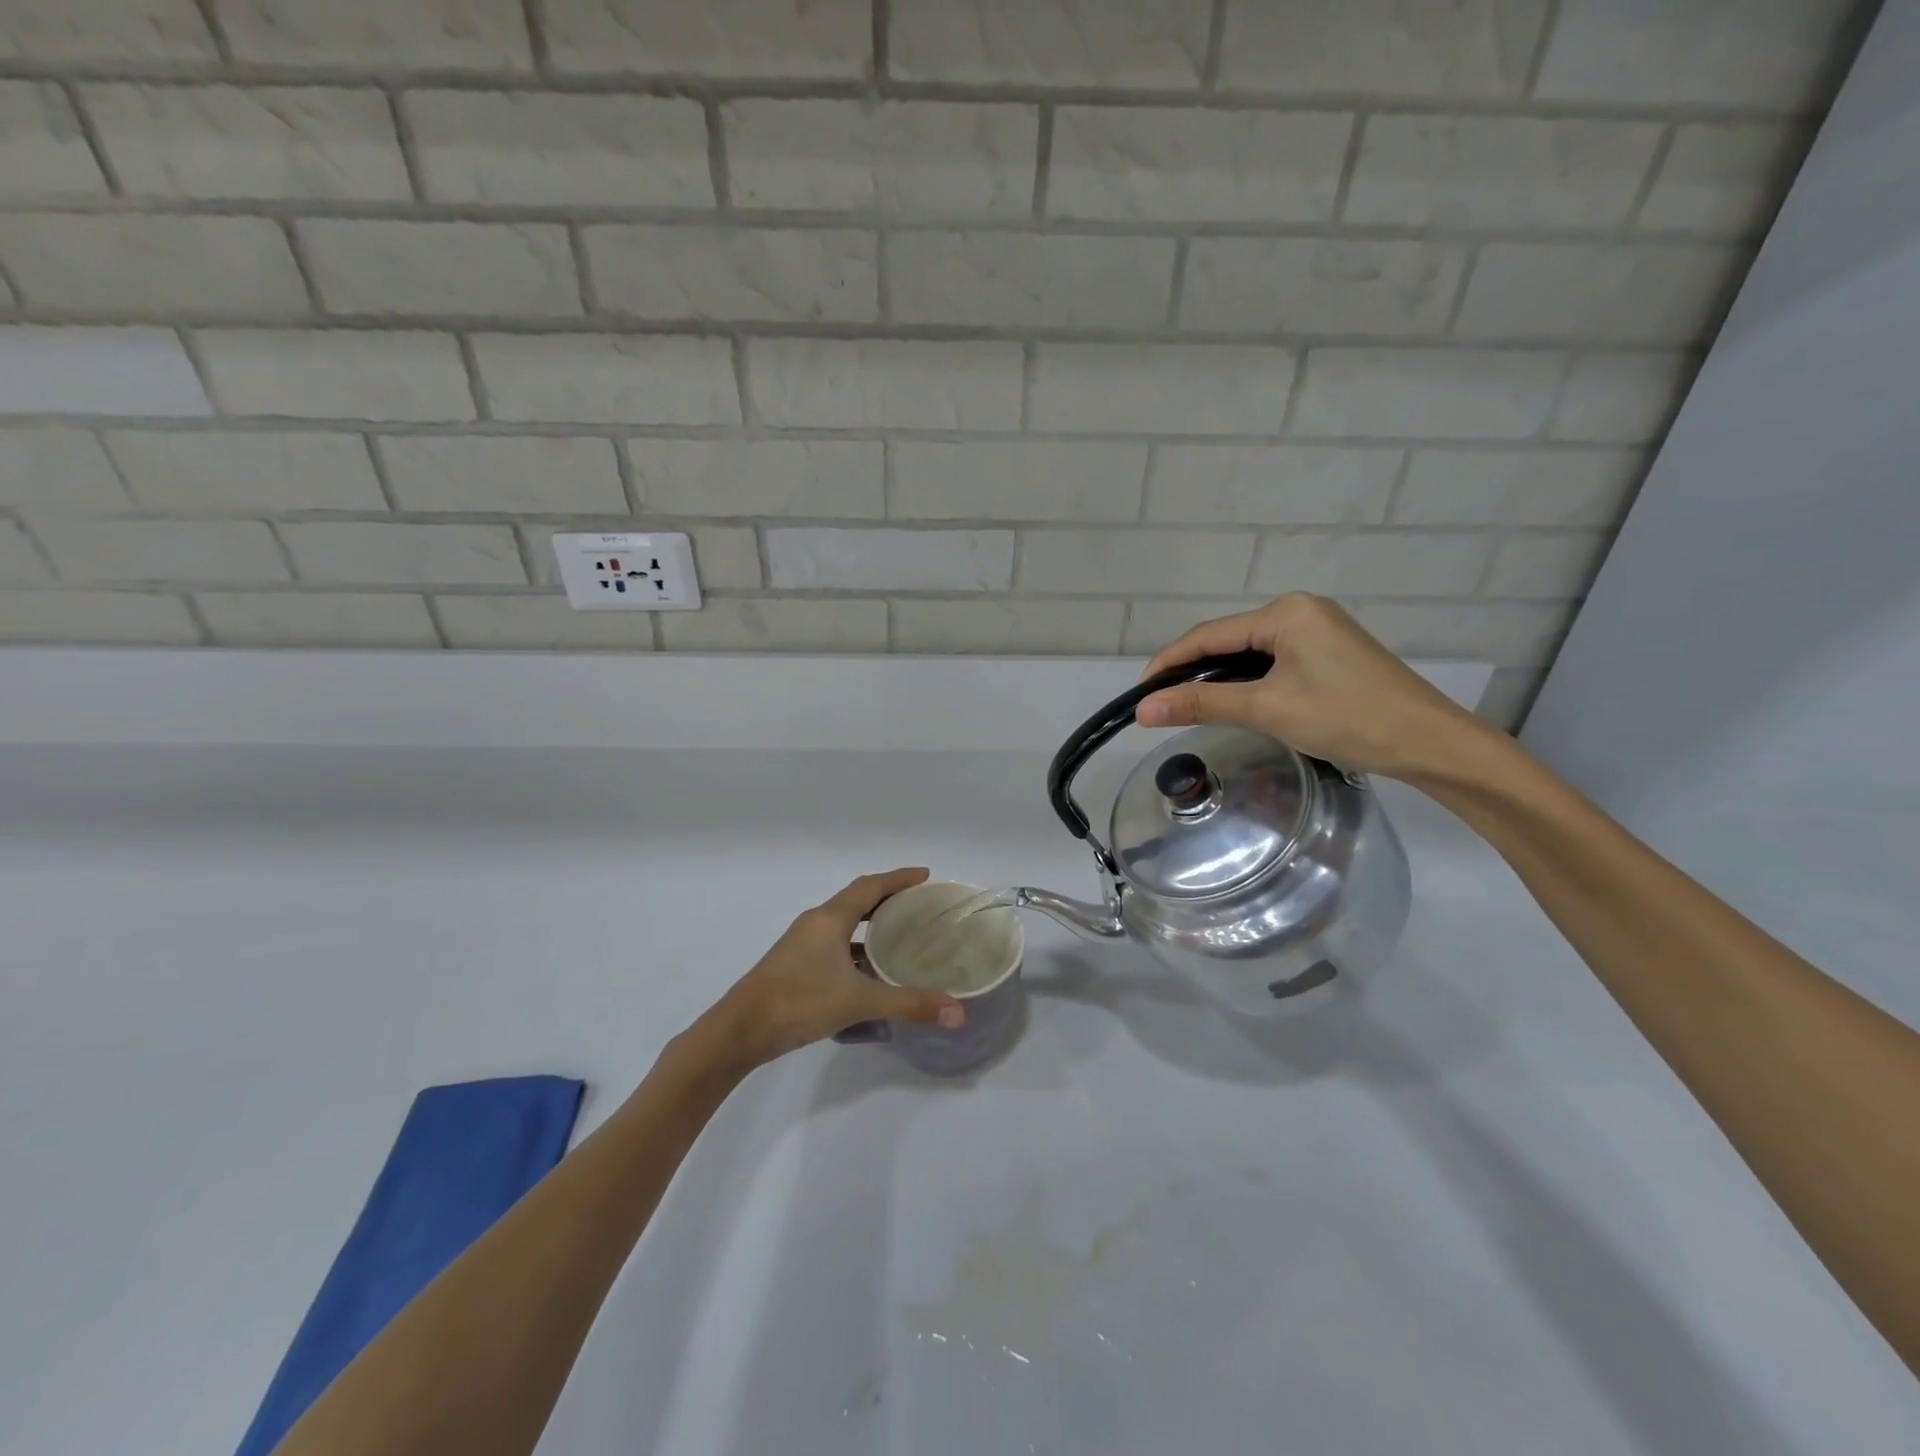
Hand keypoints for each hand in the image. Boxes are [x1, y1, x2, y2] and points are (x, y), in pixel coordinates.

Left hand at [698, 868, 964, 1071]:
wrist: (738, 1032)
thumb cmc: (797, 1003)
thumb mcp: (858, 1002)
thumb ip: (908, 1004)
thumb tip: (958, 1012)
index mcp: (829, 919)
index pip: (870, 886)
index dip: (899, 878)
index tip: (925, 876)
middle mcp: (815, 924)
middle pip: (857, 900)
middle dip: (889, 899)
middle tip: (920, 905)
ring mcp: (802, 944)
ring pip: (845, 924)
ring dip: (872, 925)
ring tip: (903, 935)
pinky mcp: (795, 965)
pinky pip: (835, 944)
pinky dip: (857, 948)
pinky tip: (871, 971)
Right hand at [1135, 594, 1489, 781]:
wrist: (1430, 743)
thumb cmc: (1347, 718)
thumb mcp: (1266, 709)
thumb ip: (1201, 703)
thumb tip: (1142, 710)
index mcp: (1284, 612)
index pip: (1207, 634)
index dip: (1167, 663)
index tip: (1138, 694)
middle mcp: (1300, 610)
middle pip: (1227, 640)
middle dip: (1190, 671)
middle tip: (1159, 706)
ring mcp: (1318, 631)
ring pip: (1249, 653)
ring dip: (1217, 679)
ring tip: (1186, 707)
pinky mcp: (1330, 653)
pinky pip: (1272, 662)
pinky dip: (1246, 682)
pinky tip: (1233, 702)